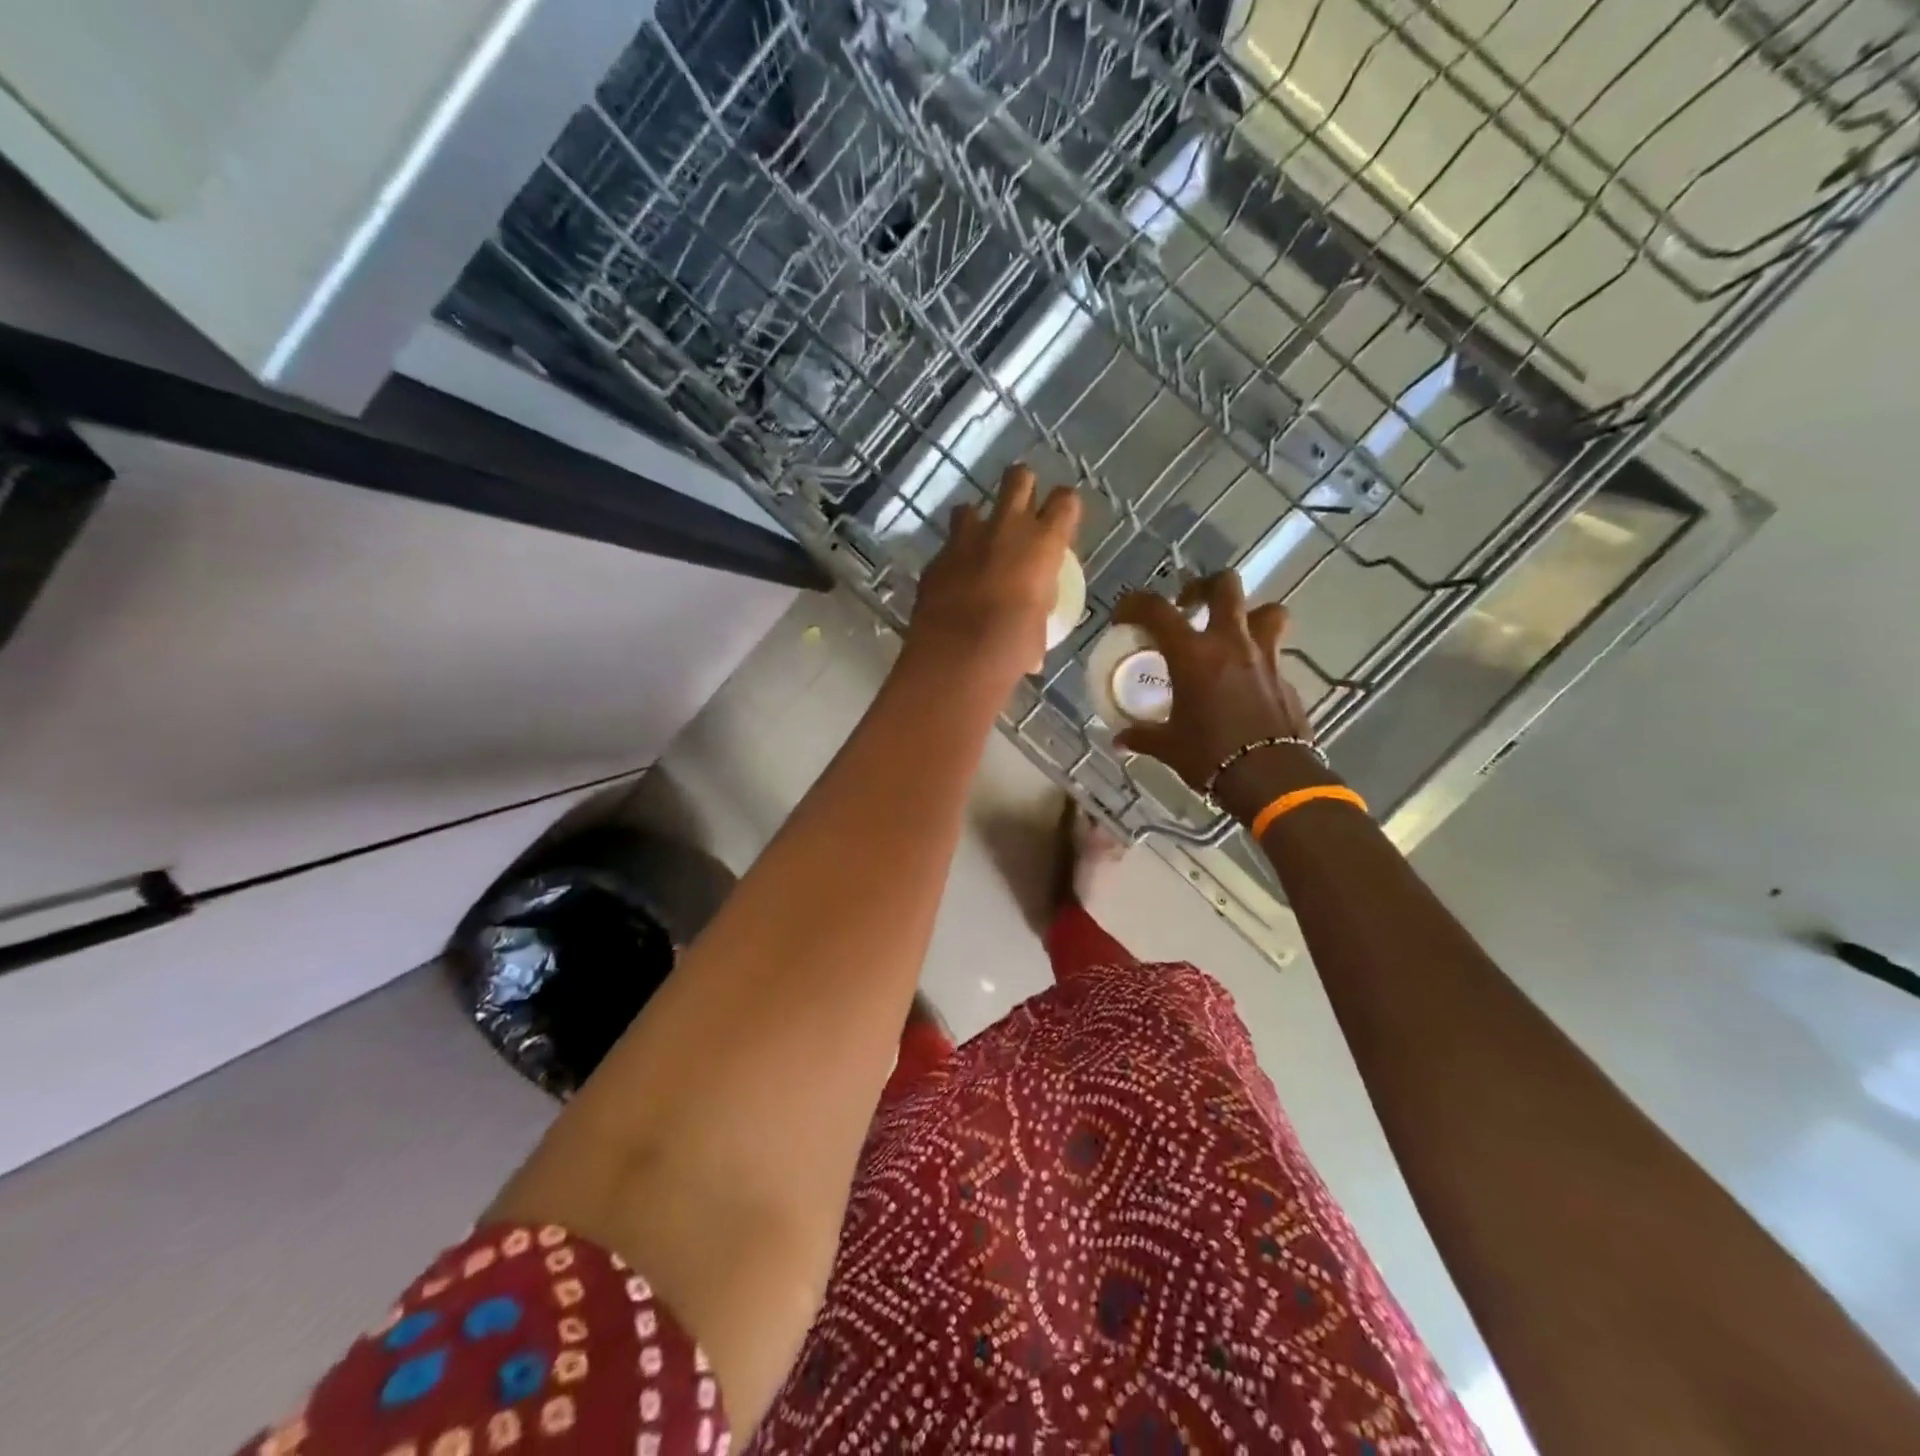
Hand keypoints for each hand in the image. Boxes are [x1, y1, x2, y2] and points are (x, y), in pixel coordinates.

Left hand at [906, 465, 1080, 686]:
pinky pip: (946, 548)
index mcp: (1043, 544)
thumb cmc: (1012, 647)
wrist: (957, 655)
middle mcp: (1006, 529)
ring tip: (978, 544)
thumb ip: (1037, 607)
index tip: (1060, 520)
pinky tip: (952, 582)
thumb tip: (1032, 615)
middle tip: (1021, 506)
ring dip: (976, 520)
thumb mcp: (1038, 627)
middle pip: (1018, 478)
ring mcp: (965, 539)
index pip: (1065, 501)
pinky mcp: (936, 559)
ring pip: (970, 507)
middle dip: (1021, 485)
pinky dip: (952, 559)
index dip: (1064, 507)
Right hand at [1110, 572, 1318, 816]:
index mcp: (1193, 654)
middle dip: (1204, 587)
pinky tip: (1246, 682)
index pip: (1156, 610)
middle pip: (1225, 586)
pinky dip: (1259, 658)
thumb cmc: (1211, 756)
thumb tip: (1119, 741)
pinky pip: (1274, 654)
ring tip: (1231, 634)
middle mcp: (1231, 643)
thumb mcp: (1169, 747)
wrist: (1272, 779)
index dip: (1135, 603)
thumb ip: (1143, 736)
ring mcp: (1265, 657)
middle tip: (1189, 605)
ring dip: (1249, 615)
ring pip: (1267, 612)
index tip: (1124, 615)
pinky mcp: (1286, 679)